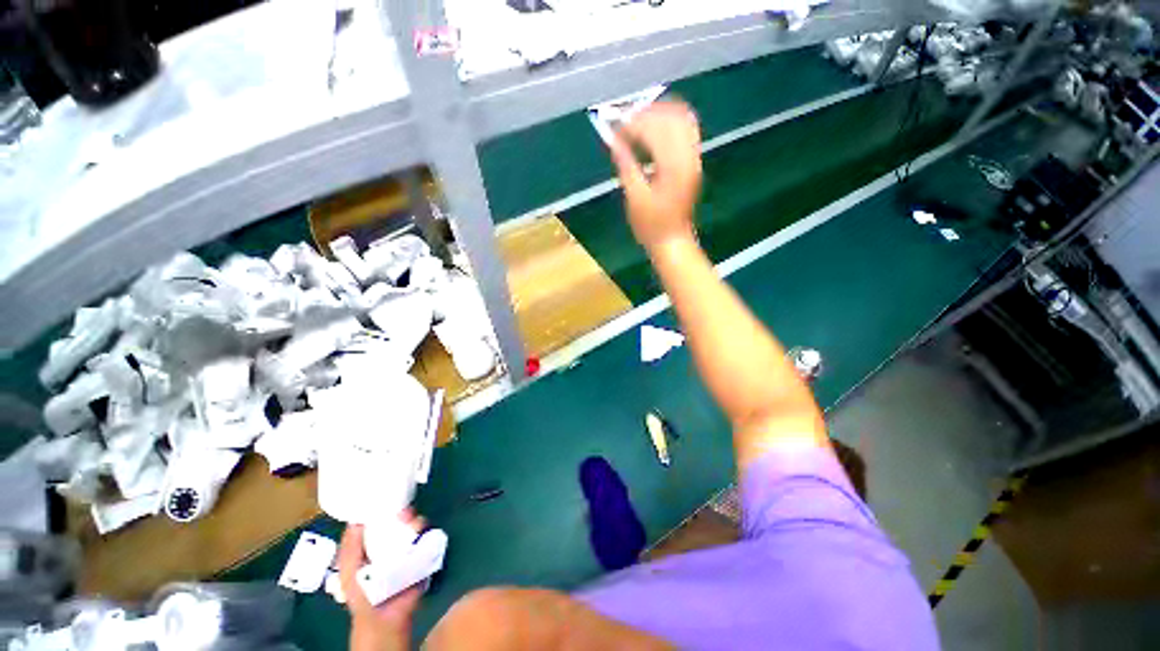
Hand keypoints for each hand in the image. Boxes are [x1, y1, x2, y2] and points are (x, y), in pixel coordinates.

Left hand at [338, 512, 425, 650]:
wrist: (385, 616)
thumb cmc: (363, 593)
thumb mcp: (349, 569)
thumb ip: (350, 547)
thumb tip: (357, 518)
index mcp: (376, 545)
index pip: (383, 520)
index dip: (385, 509)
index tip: (387, 499)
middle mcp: (396, 543)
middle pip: (403, 520)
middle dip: (405, 512)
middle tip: (403, 512)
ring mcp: (412, 548)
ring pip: (417, 526)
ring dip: (416, 521)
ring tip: (412, 522)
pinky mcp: (426, 554)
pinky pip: (430, 538)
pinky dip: (427, 532)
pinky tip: (421, 531)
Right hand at [608, 101, 702, 250]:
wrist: (673, 240)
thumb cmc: (651, 226)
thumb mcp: (634, 198)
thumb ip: (625, 165)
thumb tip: (613, 140)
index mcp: (673, 168)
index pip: (654, 130)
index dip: (633, 125)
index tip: (614, 129)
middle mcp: (688, 157)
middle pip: (672, 117)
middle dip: (647, 113)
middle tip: (625, 122)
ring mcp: (694, 158)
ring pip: (683, 119)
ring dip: (660, 114)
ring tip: (638, 122)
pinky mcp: (694, 162)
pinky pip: (687, 130)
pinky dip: (670, 123)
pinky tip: (654, 130)